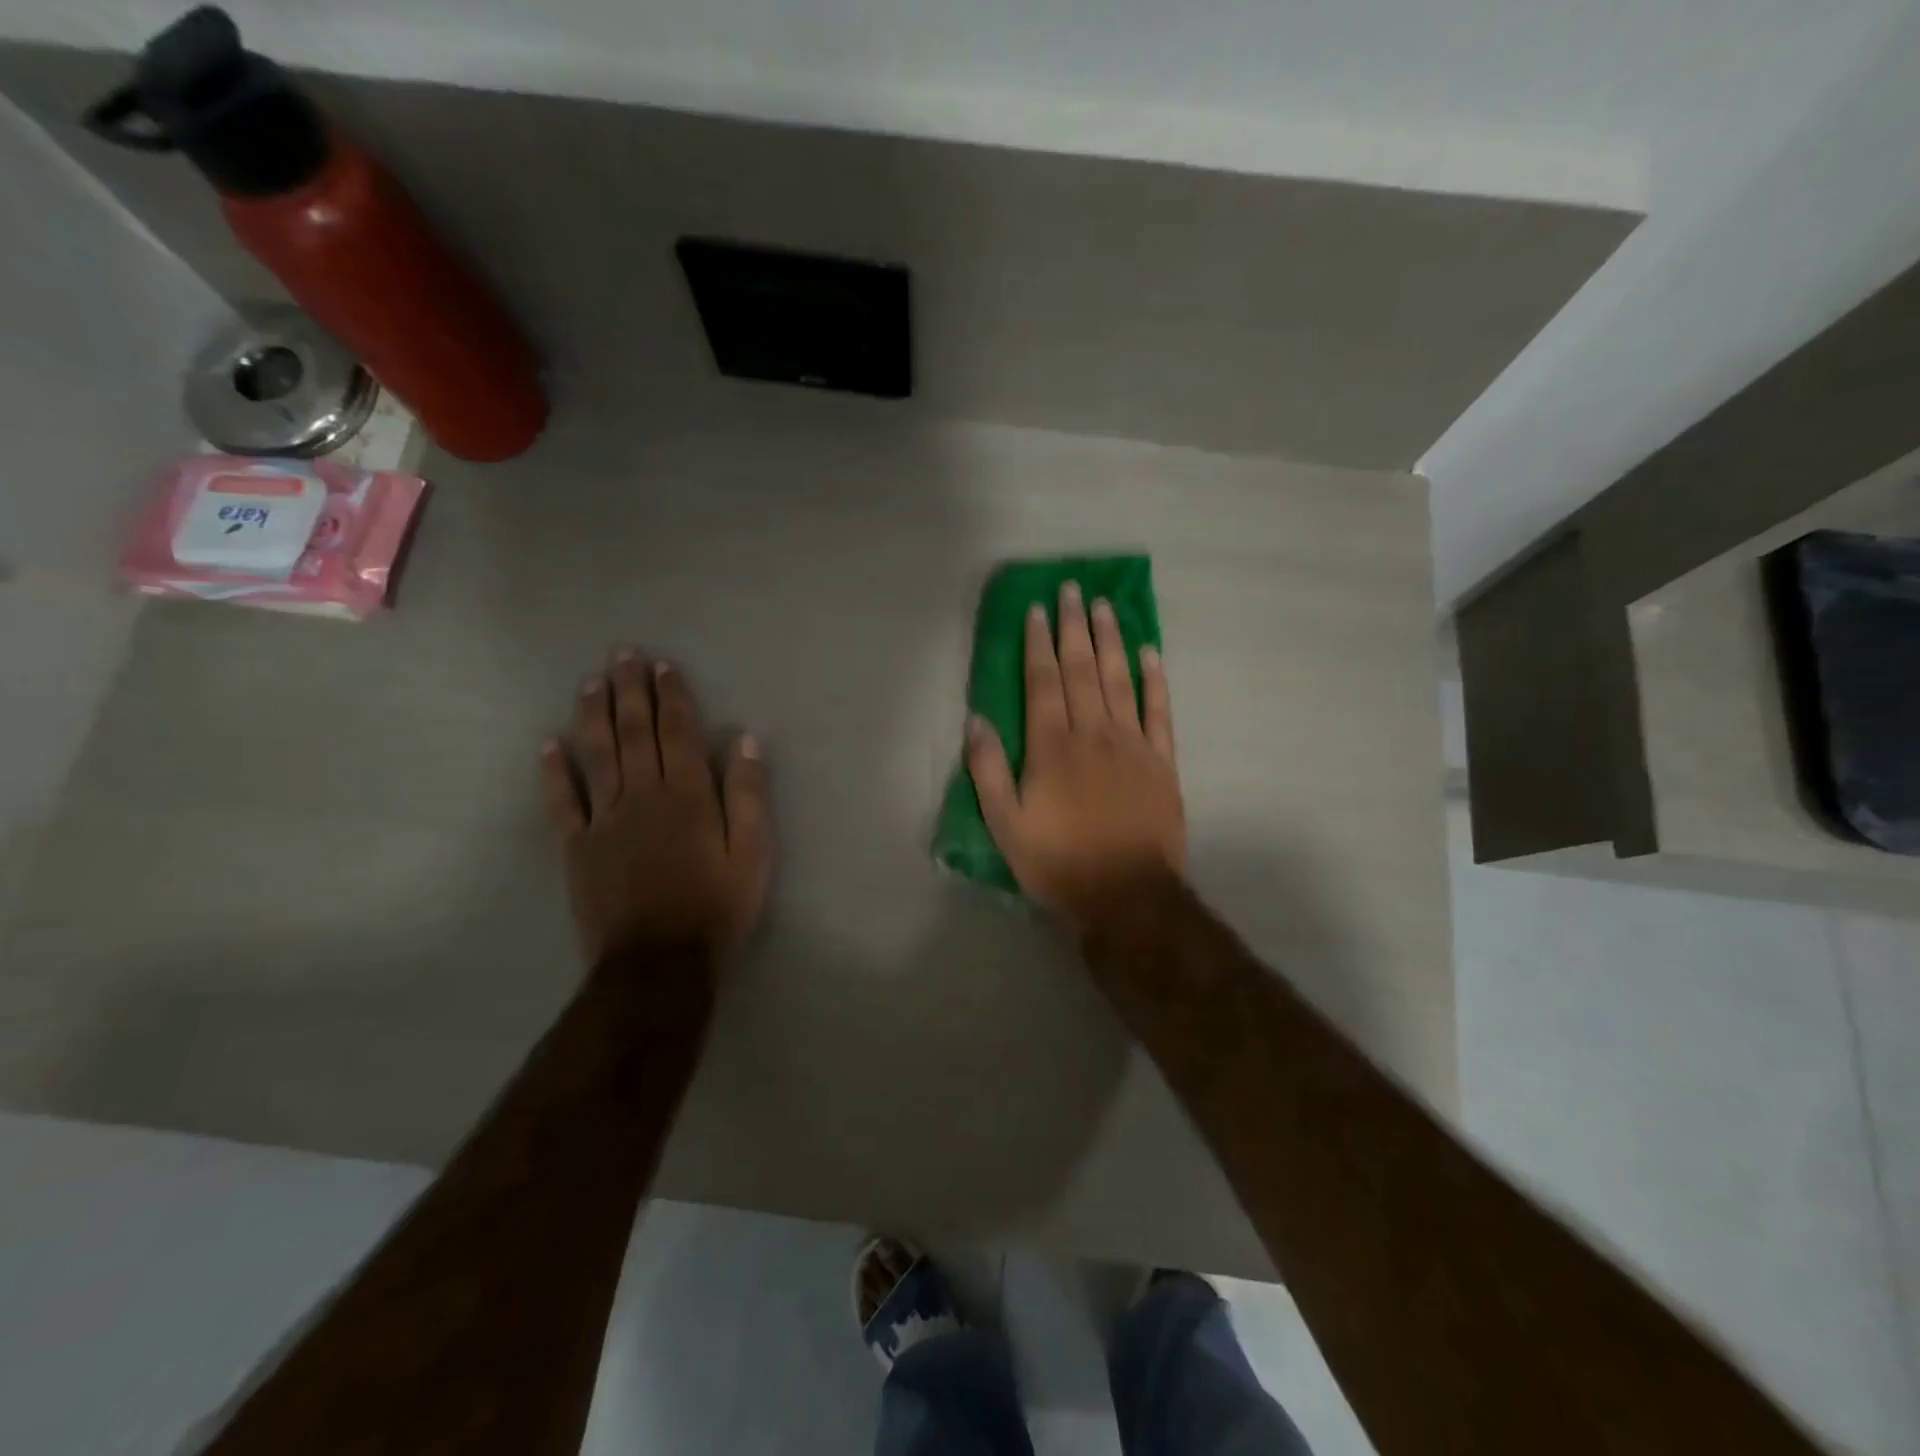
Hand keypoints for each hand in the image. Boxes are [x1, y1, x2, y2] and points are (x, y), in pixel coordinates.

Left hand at [541, 650, 771, 967]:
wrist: (659, 963)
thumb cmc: (716, 907)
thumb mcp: (753, 854)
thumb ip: (749, 795)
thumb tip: (744, 740)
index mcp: (688, 795)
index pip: (678, 733)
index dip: (671, 696)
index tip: (662, 666)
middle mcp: (643, 795)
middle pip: (634, 732)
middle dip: (629, 690)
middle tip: (622, 654)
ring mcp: (605, 820)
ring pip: (597, 755)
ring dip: (593, 715)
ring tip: (589, 682)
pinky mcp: (577, 847)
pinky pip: (563, 802)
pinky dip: (554, 772)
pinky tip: (548, 745)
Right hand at [967, 582, 1184, 929]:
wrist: (1128, 896)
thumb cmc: (1059, 863)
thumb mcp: (1006, 826)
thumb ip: (989, 770)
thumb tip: (977, 719)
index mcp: (1052, 747)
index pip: (1044, 682)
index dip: (1038, 644)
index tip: (1037, 610)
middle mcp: (1093, 734)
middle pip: (1082, 670)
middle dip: (1073, 627)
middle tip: (1072, 590)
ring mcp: (1133, 744)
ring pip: (1120, 680)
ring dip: (1111, 640)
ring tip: (1104, 606)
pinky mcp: (1162, 761)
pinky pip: (1160, 711)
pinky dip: (1155, 679)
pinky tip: (1149, 653)